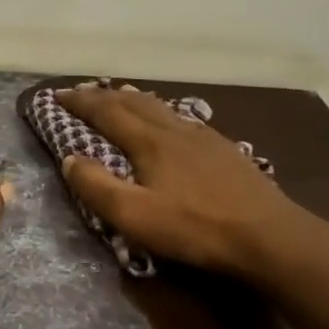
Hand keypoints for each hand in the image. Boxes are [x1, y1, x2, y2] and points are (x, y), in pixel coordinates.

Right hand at [55, 85, 311, 281]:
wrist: (271, 236)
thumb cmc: (196, 228)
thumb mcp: (135, 216)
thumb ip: (97, 187)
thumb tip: (69, 158)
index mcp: (149, 141)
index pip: (106, 111)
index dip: (79, 102)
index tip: (56, 95)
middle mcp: (173, 129)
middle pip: (132, 103)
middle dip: (103, 95)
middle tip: (82, 92)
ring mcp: (203, 137)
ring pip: (161, 107)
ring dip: (133, 99)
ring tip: (121, 95)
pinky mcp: (225, 150)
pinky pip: (183, 118)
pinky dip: (162, 111)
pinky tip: (171, 122)